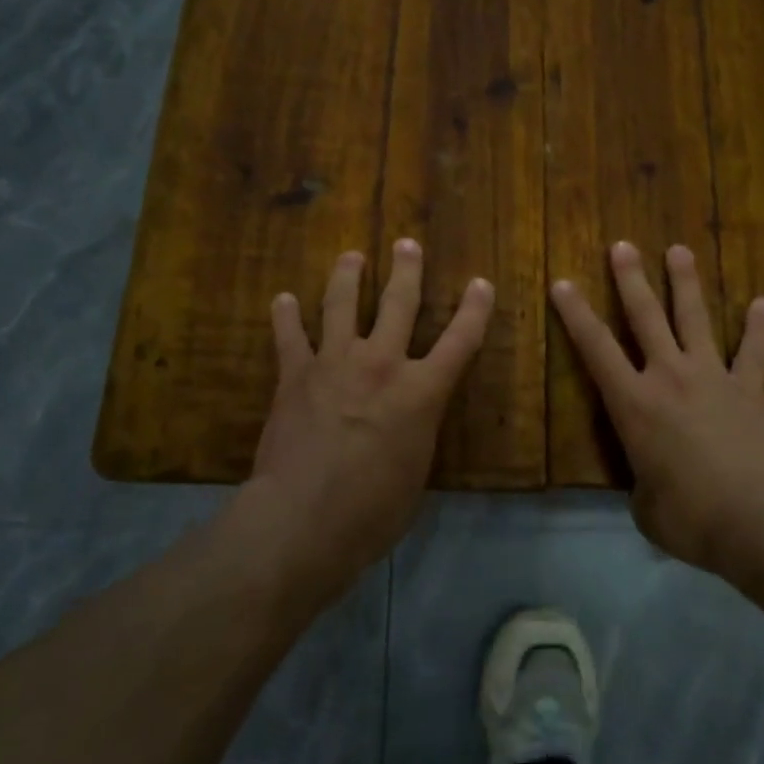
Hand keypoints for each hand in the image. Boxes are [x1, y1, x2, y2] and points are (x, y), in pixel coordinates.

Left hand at [238, 240, 494, 601]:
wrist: (304, 519)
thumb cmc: (373, 511)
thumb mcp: (416, 471)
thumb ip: (416, 433)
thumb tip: (410, 422)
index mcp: (422, 392)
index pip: (460, 340)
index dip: (475, 309)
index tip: (481, 283)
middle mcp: (382, 364)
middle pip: (399, 303)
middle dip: (407, 270)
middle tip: (407, 244)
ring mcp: (335, 363)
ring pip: (342, 305)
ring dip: (348, 276)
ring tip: (351, 256)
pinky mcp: (294, 375)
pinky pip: (290, 336)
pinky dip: (286, 316)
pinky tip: (283, 299)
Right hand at [550, 241, 763, 575]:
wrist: (757, 521)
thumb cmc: (688, 517)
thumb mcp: (644, 505)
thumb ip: (642, 481)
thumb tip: (651, 482)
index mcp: (633, 403)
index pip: (595, 349)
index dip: (576, 314)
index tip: (563, 282)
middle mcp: (669, 377)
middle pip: (646, 318)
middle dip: (631, 280)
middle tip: (622, 246)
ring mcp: (712, 378)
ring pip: (695, 319)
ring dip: (685, 283)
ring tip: (679, 250)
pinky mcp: (749, 391)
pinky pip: (754, 353)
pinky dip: (759, 328)